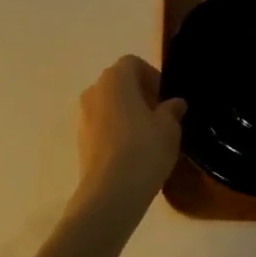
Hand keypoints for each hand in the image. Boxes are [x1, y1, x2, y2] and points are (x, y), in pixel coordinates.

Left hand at [70, 56, 185, 226]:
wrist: (110, 193)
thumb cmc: (144, 149)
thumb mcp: (169, 128)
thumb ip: (172, 110)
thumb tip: (174, 103)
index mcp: (115, 78)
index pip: (133, 63)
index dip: (152, 77)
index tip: (166, 100)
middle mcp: (94, 91)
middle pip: (119, 83)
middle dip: (140, 95)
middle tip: (160, 117)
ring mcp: (83, 116)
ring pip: (109, 105)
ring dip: (127, 114)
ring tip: (148, 137)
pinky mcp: (80, 141)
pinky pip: (102, 126)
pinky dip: (116, 131)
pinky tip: (132, 153)